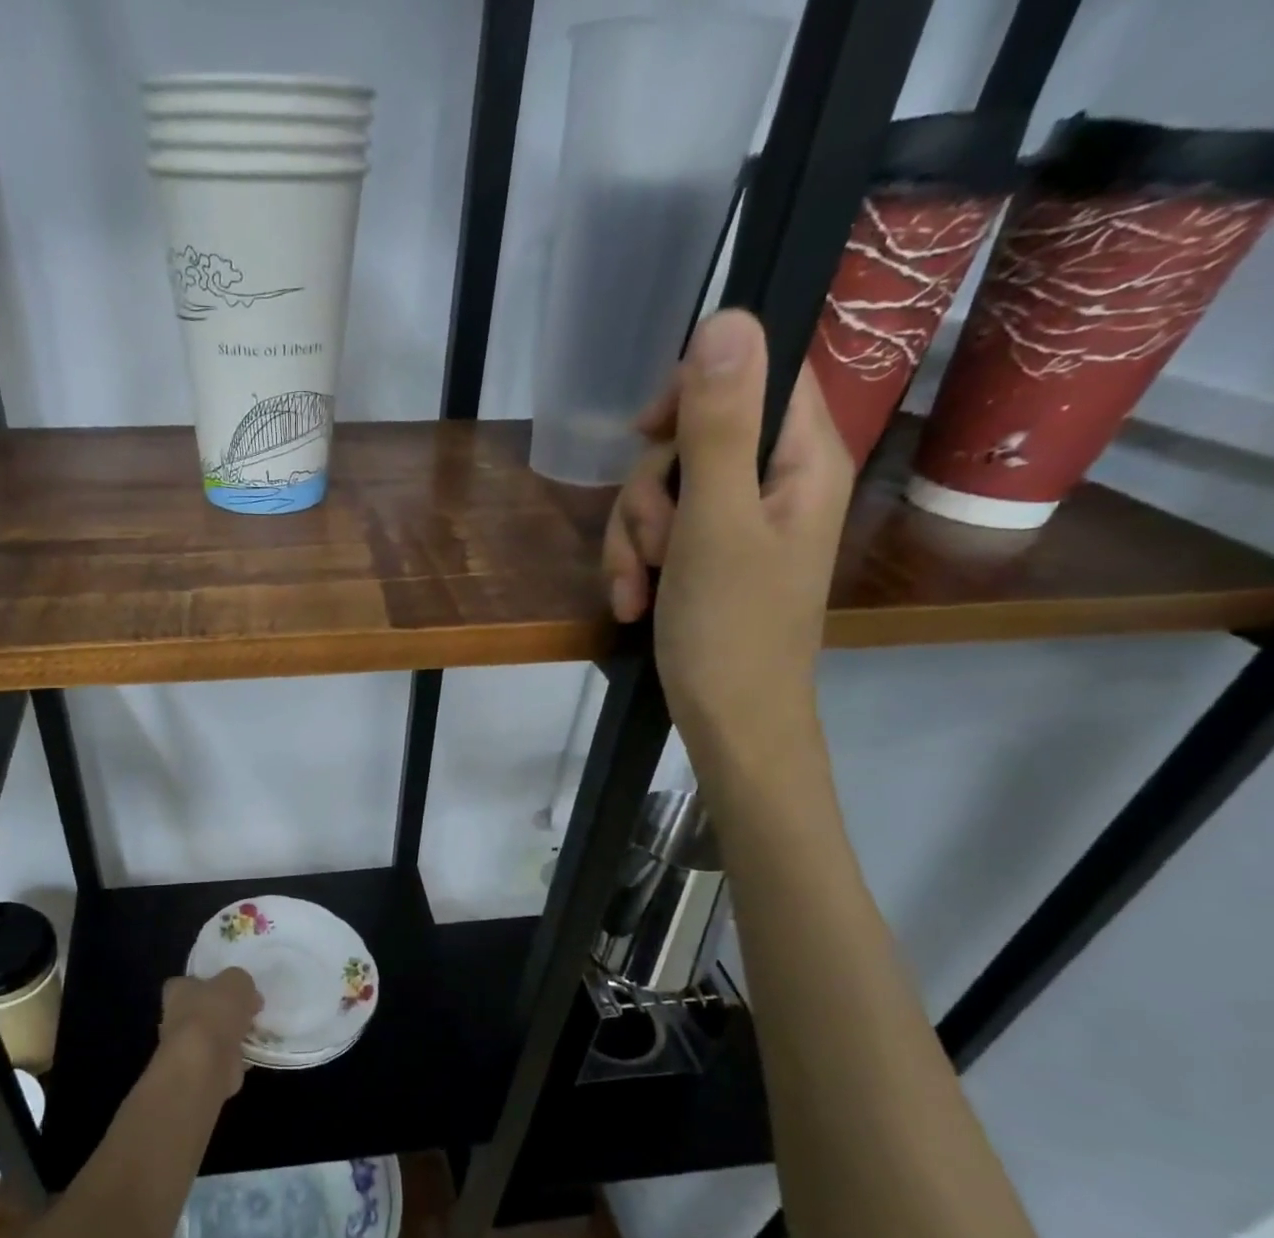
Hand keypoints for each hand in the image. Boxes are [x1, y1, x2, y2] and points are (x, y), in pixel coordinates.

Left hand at [159, 967, 261, 1102]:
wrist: (205, 1066)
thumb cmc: (214, 1014)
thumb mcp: (236, 981)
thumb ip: (241, 981)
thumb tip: (247, 996)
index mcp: (178, 991)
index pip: (188, 982)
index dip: (208, 982)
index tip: (230, 987)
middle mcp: (177, 1018)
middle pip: (204, 1010)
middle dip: (224, 1011)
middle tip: (250, 1009)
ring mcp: (188, 1048)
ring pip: (214, 1035)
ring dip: (232, 1035)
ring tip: (256, 1030)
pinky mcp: (202, 1071)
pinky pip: (224, 1058)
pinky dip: (237, 1058)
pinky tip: (253, 1053)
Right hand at [602, 309, 853, 783]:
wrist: (730, 723)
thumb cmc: (732, 629)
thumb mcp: (715, 523)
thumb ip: (718, 425)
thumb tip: (725, 318)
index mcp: (802, 458)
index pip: (757, 373)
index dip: (694, 389)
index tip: (648, 433)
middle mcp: (773, 481)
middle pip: (691, 438)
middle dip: (648, 493)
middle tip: (654, 546)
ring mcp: (736, 524)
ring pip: (662, 492)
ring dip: (632, 539)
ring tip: (636, 589)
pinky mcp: (705, 559)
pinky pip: (657, 536)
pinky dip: (635, 566)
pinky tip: (632, 603)